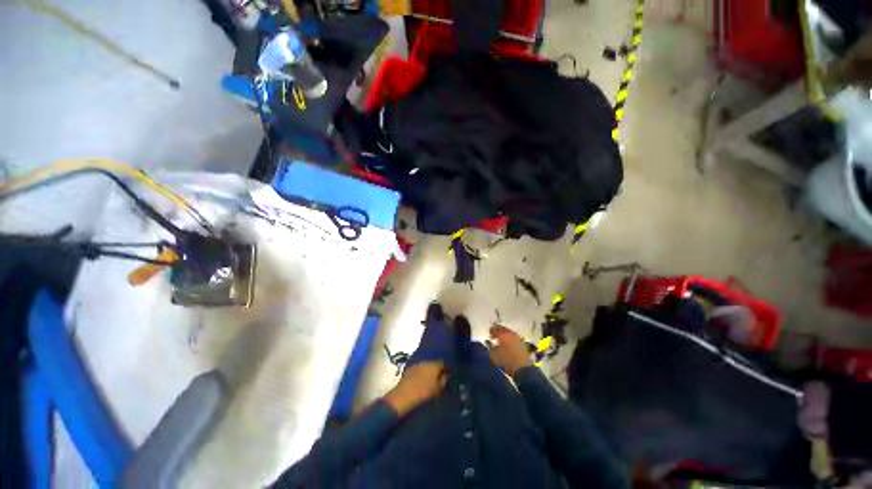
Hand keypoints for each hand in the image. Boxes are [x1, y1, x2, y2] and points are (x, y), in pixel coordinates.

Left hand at [384, 361, 445, 414]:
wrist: (404, 395)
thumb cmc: (424, 393)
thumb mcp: (438, 390)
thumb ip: (443, 381)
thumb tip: (445, 376)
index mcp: (434, 365)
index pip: (443, 363)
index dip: (446, 369)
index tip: (448, 375)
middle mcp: (426, 361)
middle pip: (434, 363)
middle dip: (436, 369)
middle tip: (438, 378)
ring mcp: (416, 364)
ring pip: (425, 365)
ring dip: (428, 371)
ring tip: (429, 380)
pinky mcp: (409, 369)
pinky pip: (418, 369)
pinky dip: (420, 373)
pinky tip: (420, 380)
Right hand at [486, 325, 533, 376]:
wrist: (523, 370)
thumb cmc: (506, 362)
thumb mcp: (494, 355)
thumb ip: (489, 346)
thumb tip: (487, 341)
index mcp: (502, 334)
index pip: (495, 327)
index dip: (491, 330)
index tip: (489, 334)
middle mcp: (511, 333)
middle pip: (503, 328)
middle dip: (498, 331)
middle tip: (494, 336)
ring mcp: (518, 338)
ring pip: (509, 332)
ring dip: (505, 334)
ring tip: (501, 340)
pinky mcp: (523, 343)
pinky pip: (515, 337)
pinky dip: (511, 338)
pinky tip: (509, 344)